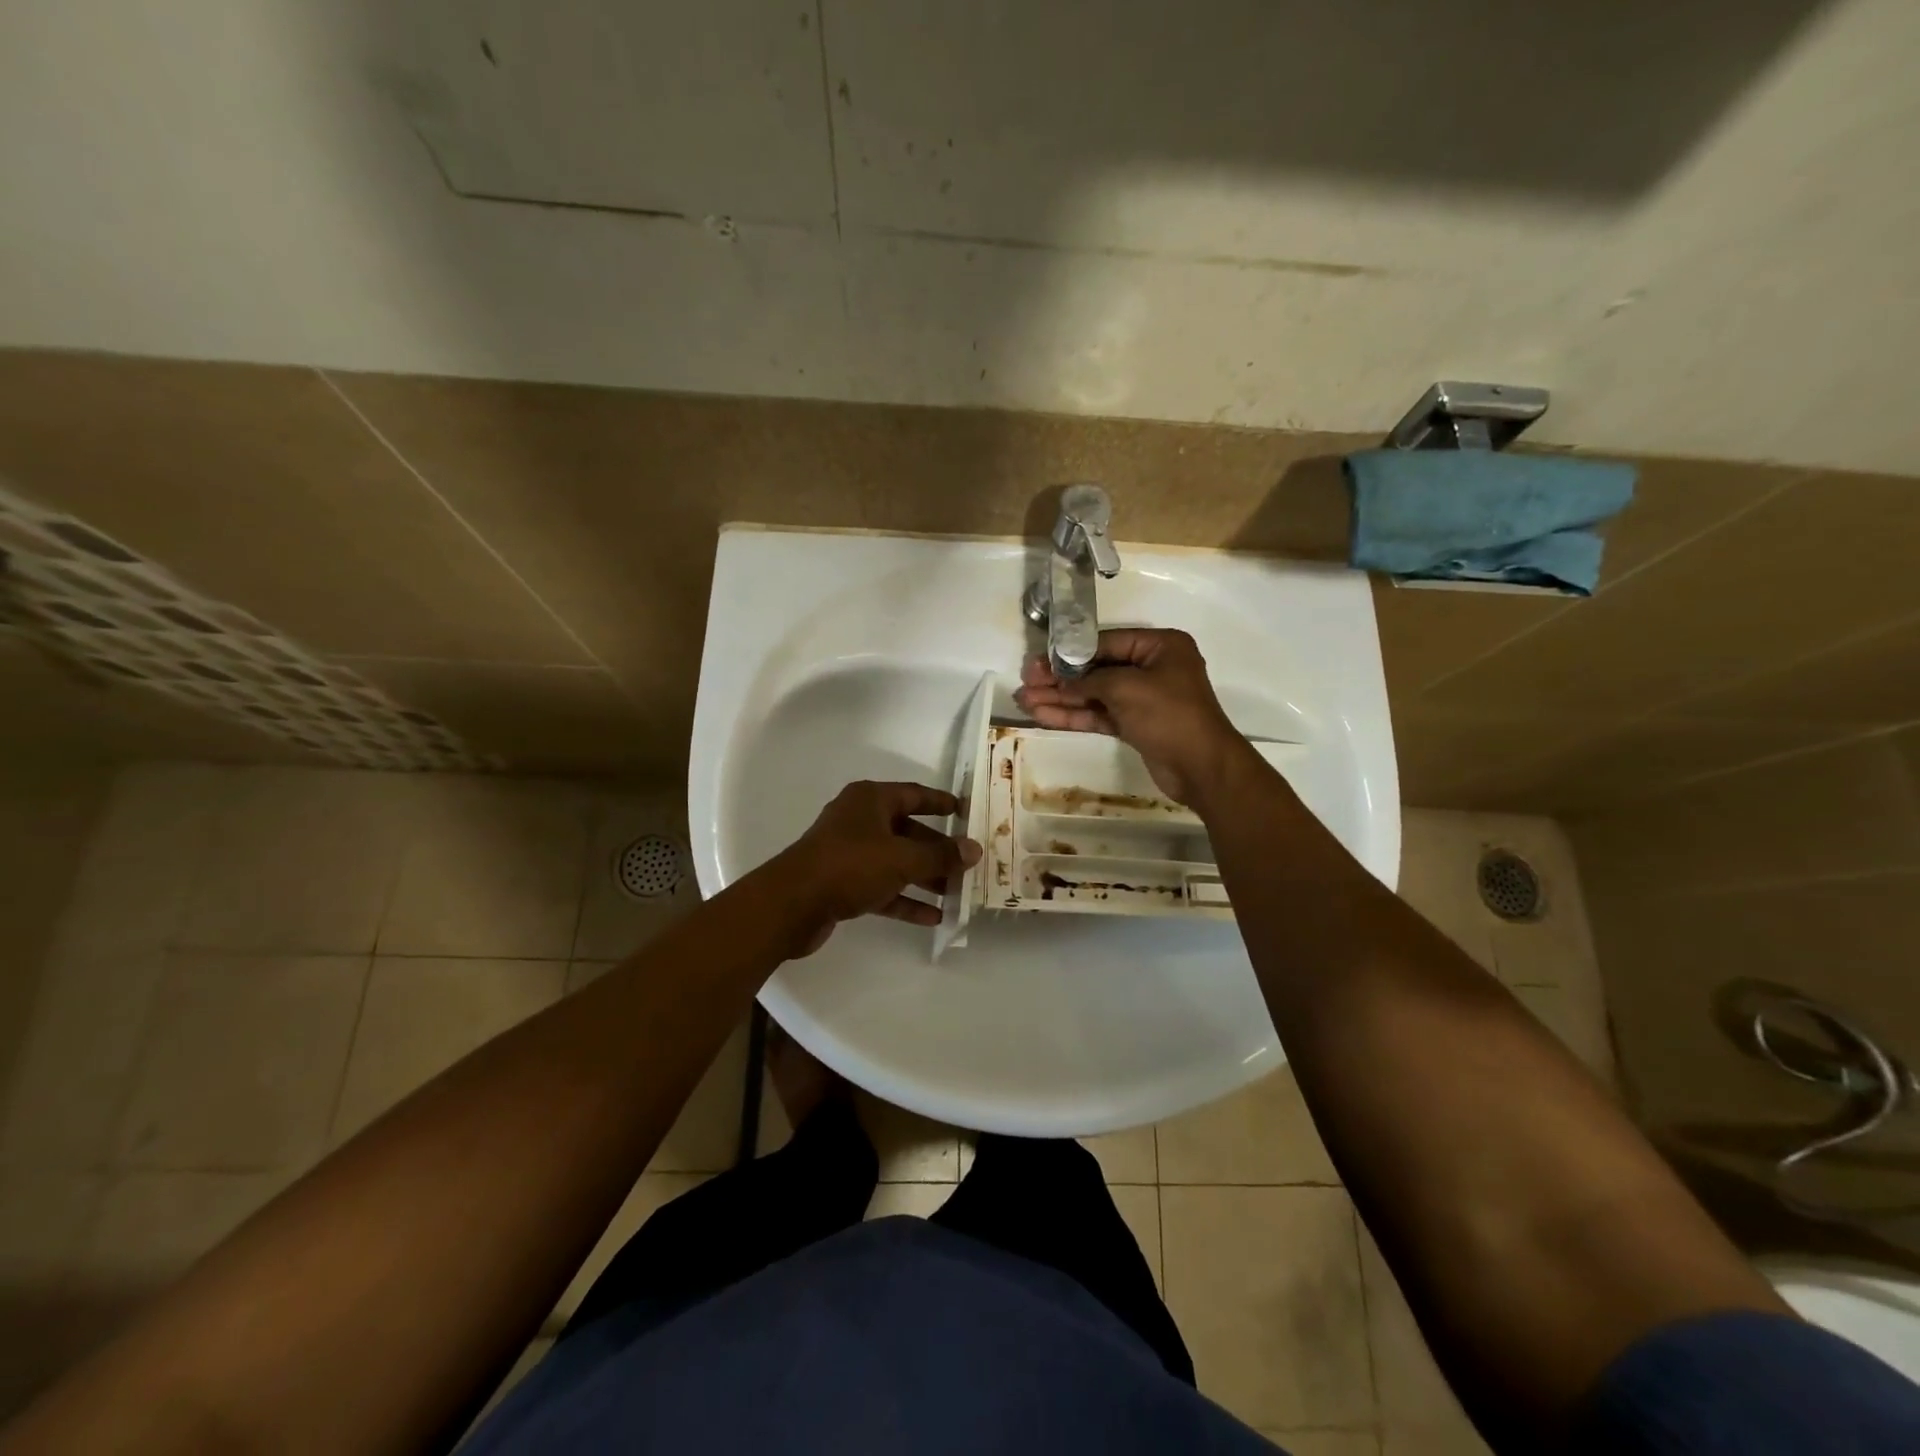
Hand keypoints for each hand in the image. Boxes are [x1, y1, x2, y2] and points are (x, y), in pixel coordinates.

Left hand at [774, 780, 982, 955]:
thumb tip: (975, 849)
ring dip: (924, 877)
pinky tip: (932, 917)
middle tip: (967, 862)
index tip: (965, 811)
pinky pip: (882, 887)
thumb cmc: (850, 866)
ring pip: (895, 862)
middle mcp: (859, 821)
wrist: (791, 905)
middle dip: (936, 849)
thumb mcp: (902, 859)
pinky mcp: (842, 884)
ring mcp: (849, 853)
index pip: (913, 794)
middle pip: (907, 831)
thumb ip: (940, 856)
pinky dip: (904, 899)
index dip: (940, 802)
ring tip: (956, 893)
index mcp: (870, 800)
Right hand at [1013, 628, 1248, 805]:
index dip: (1070, 652)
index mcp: (1160, 646)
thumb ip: (1089, 679)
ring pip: (1094, 694)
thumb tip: (1058, 679)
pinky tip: (1043, 716)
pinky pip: (1099, 714)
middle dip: (1059, 678)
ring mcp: (1143, 698)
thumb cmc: (1169, 715)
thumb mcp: (1126, 687)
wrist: (1201, 767)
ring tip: (1024, 701)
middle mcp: (1152, 668)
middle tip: (1025, 682)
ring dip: (1060, 698)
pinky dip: (1073, 715)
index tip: (1038, 660)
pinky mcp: (1135, 725)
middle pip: (1096, 669)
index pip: (1105, 643)